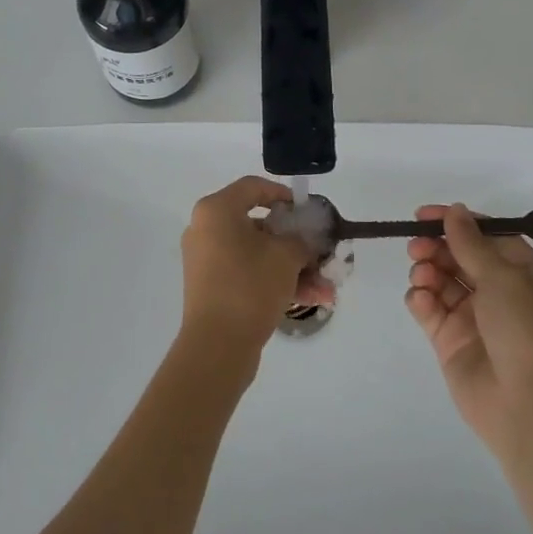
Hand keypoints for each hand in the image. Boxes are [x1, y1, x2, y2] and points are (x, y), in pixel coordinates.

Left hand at [179, 177, 331, 365]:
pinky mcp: (213, 288)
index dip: (283, 194)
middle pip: (259, 225)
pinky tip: (312, 299)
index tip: (306, 210)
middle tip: (321, 252)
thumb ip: (301, 239)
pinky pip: (249, 274)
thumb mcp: (286, 256)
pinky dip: (276, 282)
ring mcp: (207, 261)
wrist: (217, 346)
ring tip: (327, 288)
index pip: (253, 187)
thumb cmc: (250, 286)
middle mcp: (206, 230)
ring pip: (258, 255)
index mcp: (216, 211)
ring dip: (294, 268)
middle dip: (296, 242)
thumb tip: (303, 240)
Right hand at [405, 204, 532, 462]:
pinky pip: (429, 308)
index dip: (456, 222)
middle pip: (459, 255)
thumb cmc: (524, 330)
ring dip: (427, 270)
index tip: (424, 215)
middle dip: (436, 246)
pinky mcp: (450, 339)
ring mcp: (473, 316)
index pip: (486, 235)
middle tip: (416, 246)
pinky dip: (421, 298)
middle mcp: (499, 291)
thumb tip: (455, 210)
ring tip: (422, 275)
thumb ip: (471, 242)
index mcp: (523, 272)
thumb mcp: (503, 277)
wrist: (526, 406)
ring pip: (441, 279)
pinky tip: (421, 299)